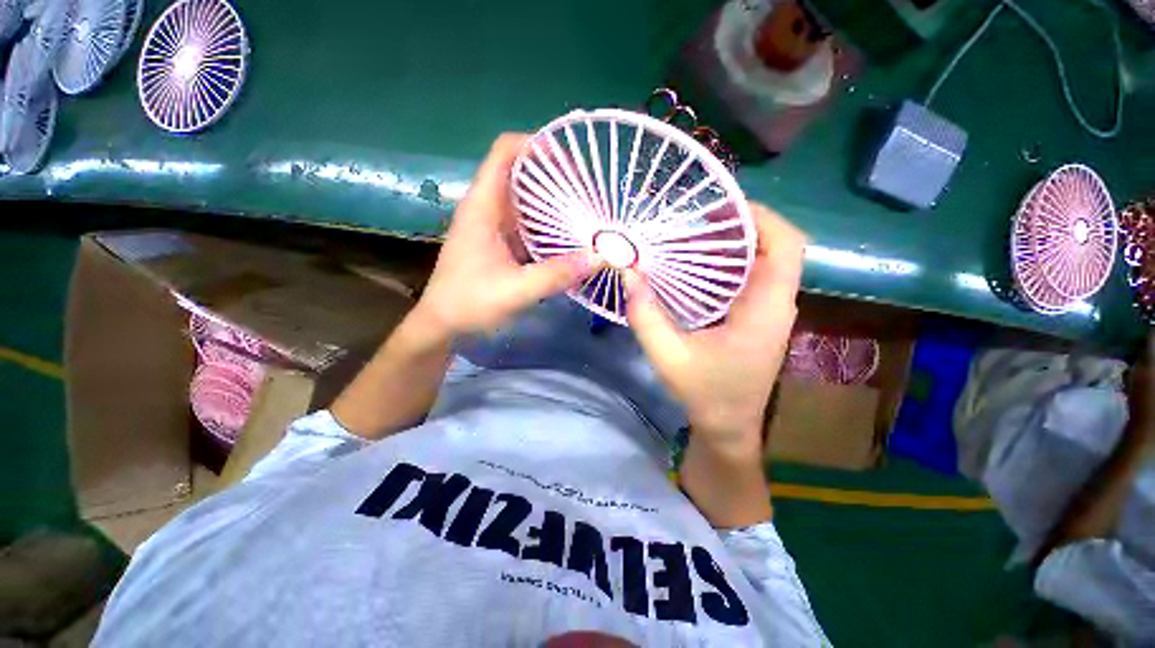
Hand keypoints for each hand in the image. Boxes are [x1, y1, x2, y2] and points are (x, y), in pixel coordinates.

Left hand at [412, 133, 600, 340]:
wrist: (442, 324)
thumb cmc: (468, 303)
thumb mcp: (516, 290)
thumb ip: (557, 274)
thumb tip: (600, 257)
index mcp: (483, 206)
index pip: (505, 151)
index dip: (536, 145)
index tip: (571, 160)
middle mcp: (487, 208)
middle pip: (520, 172)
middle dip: (554, 176)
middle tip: (589, 191)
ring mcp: (493, 225)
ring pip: (525, 199)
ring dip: (553, 202)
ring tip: (586, 211)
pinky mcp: (499, 242)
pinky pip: (527, 222)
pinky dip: (548, 224)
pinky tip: (568, 237)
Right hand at [626, 203, 804, 453]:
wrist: (729, 426)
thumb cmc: (707, 395)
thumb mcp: (669, 357)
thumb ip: (646, 317)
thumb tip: (628, 275)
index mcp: (766, 309)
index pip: (787, 246)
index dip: (762, 217)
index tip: (721, 208)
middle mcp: (776, 303)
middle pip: (775, 246)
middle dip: (739, 226)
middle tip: (695, 221)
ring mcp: (768, 310)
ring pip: (762, 260)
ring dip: (731, 244)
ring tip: (691, 237)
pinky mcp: (756, 317)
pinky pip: (749, 277)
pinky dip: (726, 263)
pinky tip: (696, 266)